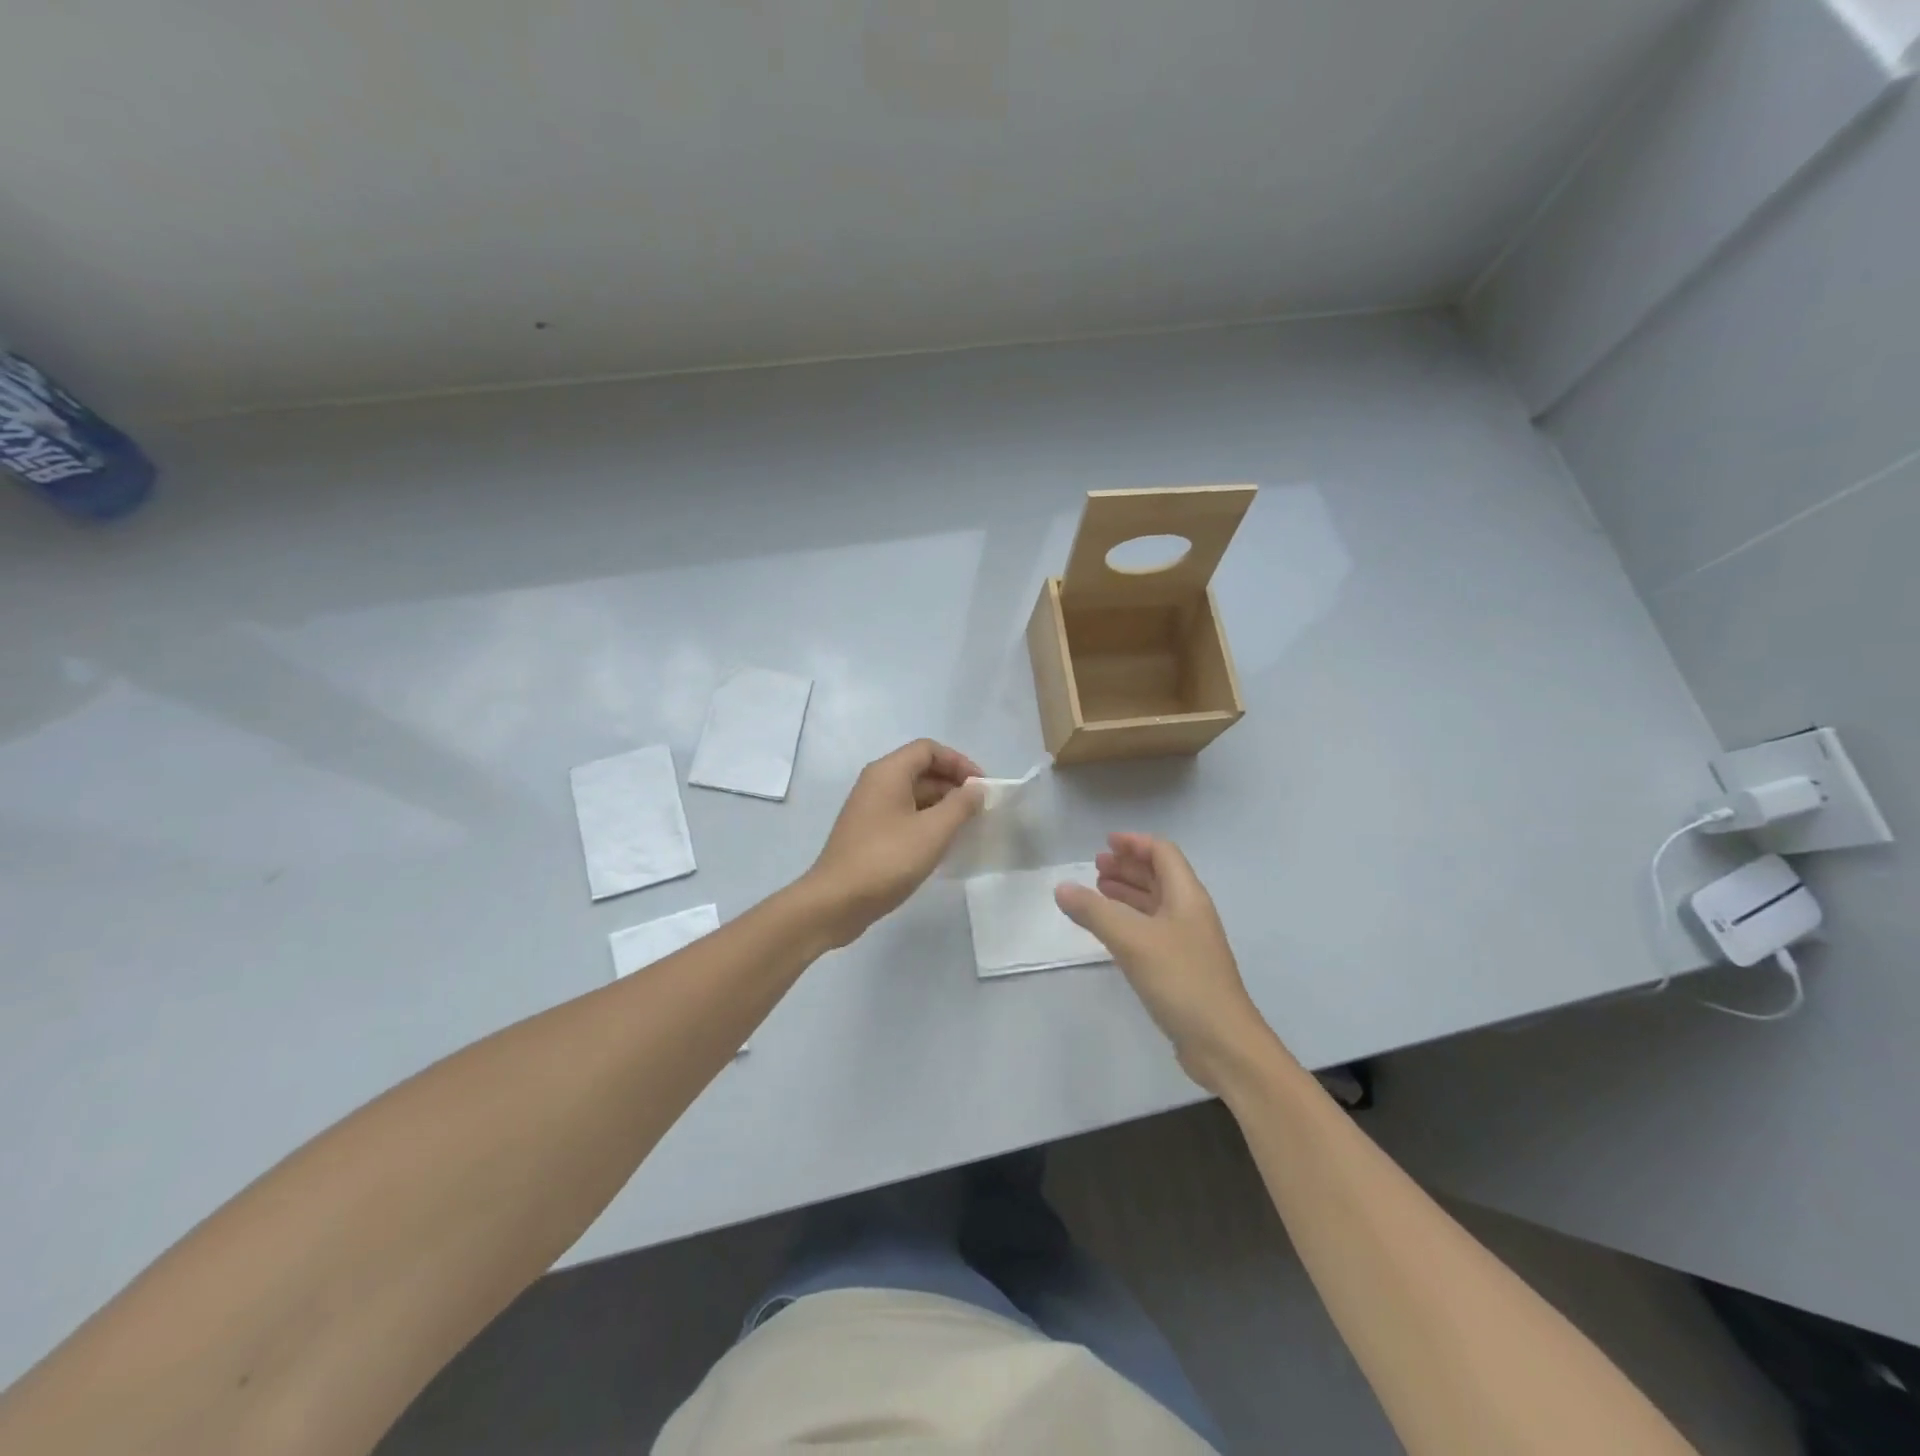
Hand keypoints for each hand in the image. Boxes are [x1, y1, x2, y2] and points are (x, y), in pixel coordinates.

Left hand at [803, 739, 983, 946]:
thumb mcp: (933, 831)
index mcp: (888, 772)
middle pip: (921, 770)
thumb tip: (976, 789)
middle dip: (953, 785)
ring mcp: (869, 809)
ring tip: (967, 828)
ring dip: (941, 806)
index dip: (959, 762)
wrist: (836, 902)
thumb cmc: (887, 860)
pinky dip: (926, 822)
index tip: (981, 787)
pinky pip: (903, 815)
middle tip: (979, 810)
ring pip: (913, 795)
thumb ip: (960, 805)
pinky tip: (942, 845)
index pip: (929, 749)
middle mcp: (876, 783)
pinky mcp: (868, 833)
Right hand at [1055, 833, 1275, 1092]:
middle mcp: (1190, 912)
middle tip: (1095, 867)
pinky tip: (1110, 930)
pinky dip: (1130, 920)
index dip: (1135, 843)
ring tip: (1097, 891)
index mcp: (1187, 896)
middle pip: (1159, 876)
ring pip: (1155, 904)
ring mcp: (1188, 941)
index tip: (1105, 843)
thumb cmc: (1181, 980)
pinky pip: (1152, 930)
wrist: (1222, 1043)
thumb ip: (1095, 911)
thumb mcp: (1132, 940)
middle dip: (1128, 867)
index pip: (1163, 853)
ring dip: (1127, 892)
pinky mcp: (1181, 967)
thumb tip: (1062, 887)